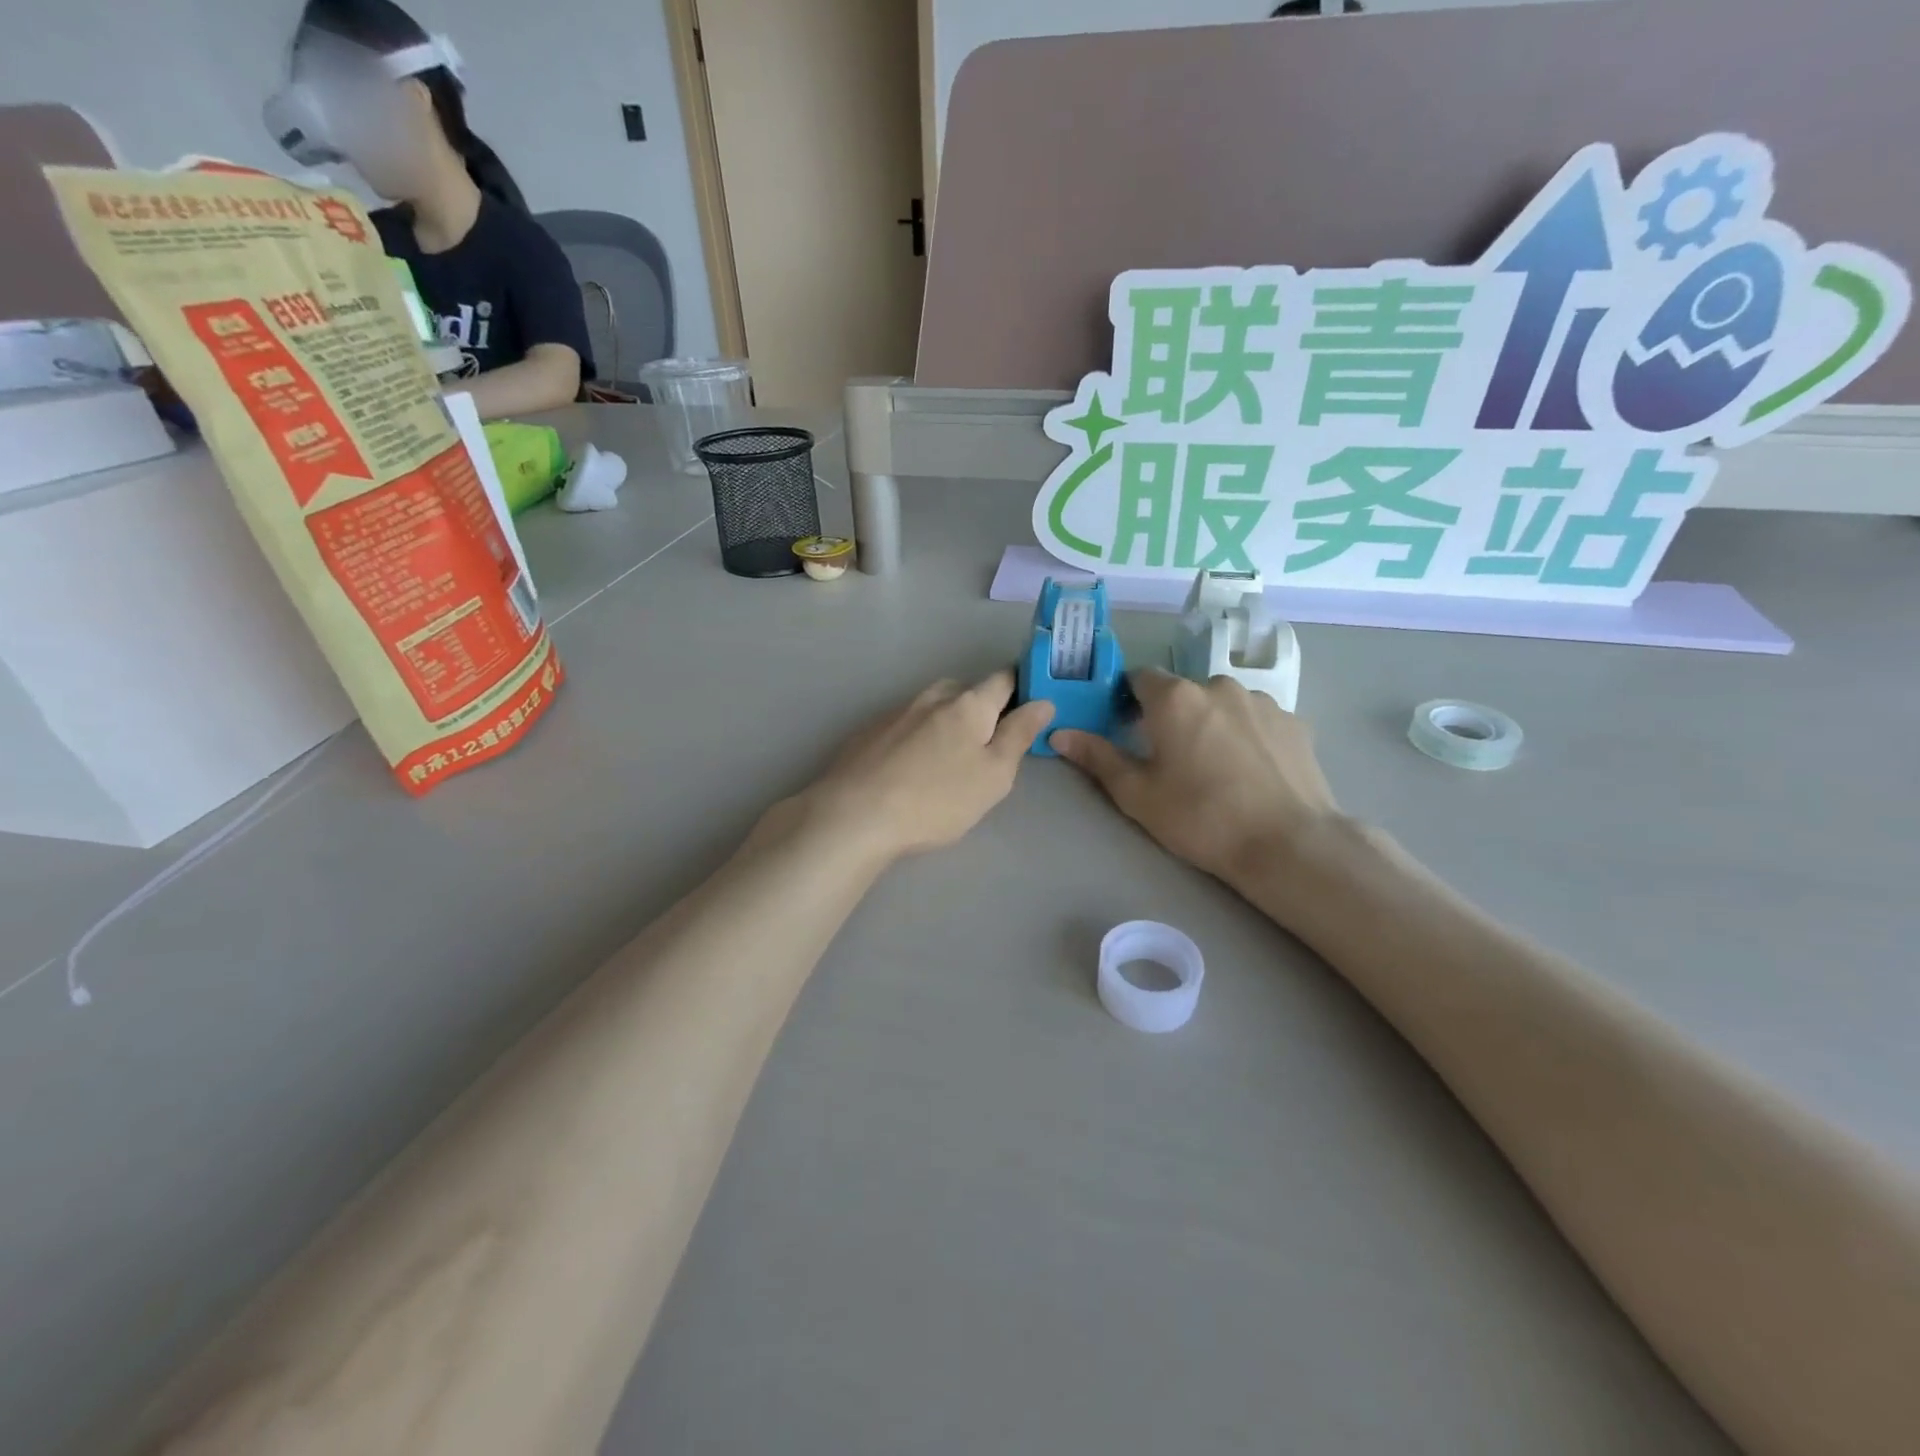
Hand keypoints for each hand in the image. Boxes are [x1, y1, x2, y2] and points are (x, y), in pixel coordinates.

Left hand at [795, 671, 1054, 863]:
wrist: (854, 814)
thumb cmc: (937, 799)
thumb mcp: (994, 774)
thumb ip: (1019, 734)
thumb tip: (1043, 701)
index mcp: (969, 704)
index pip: (1003, 679)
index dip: (1020, 686)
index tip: (1028, 705)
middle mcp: (931, 697)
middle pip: (964, 690)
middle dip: (980, 707)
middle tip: (987, 744)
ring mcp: (895, 712)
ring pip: (931, 706)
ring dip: (945, 722)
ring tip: (946, 759)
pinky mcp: (868, 732)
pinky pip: (904, 725)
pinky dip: (915, 737)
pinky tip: (909, 768)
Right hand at [1052, 669, 1341, 893]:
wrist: (1287, 844)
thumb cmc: (1200, 817)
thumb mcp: (1137, 794)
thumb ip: (1097, 757)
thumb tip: (1059, 732)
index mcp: (1175, 698)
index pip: (1139, 677)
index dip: (1128, 700)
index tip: (1127, 728)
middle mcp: (1218, 685)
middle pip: (1183, 692)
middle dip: (1172, 715)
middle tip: (1171, 758)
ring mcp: (1262, 701)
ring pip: (1222, 704)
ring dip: (1211, 723)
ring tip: (1217, 768)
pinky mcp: (1295, 722)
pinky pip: (1257, 720)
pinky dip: (1247, 736)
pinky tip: (1250, 772)